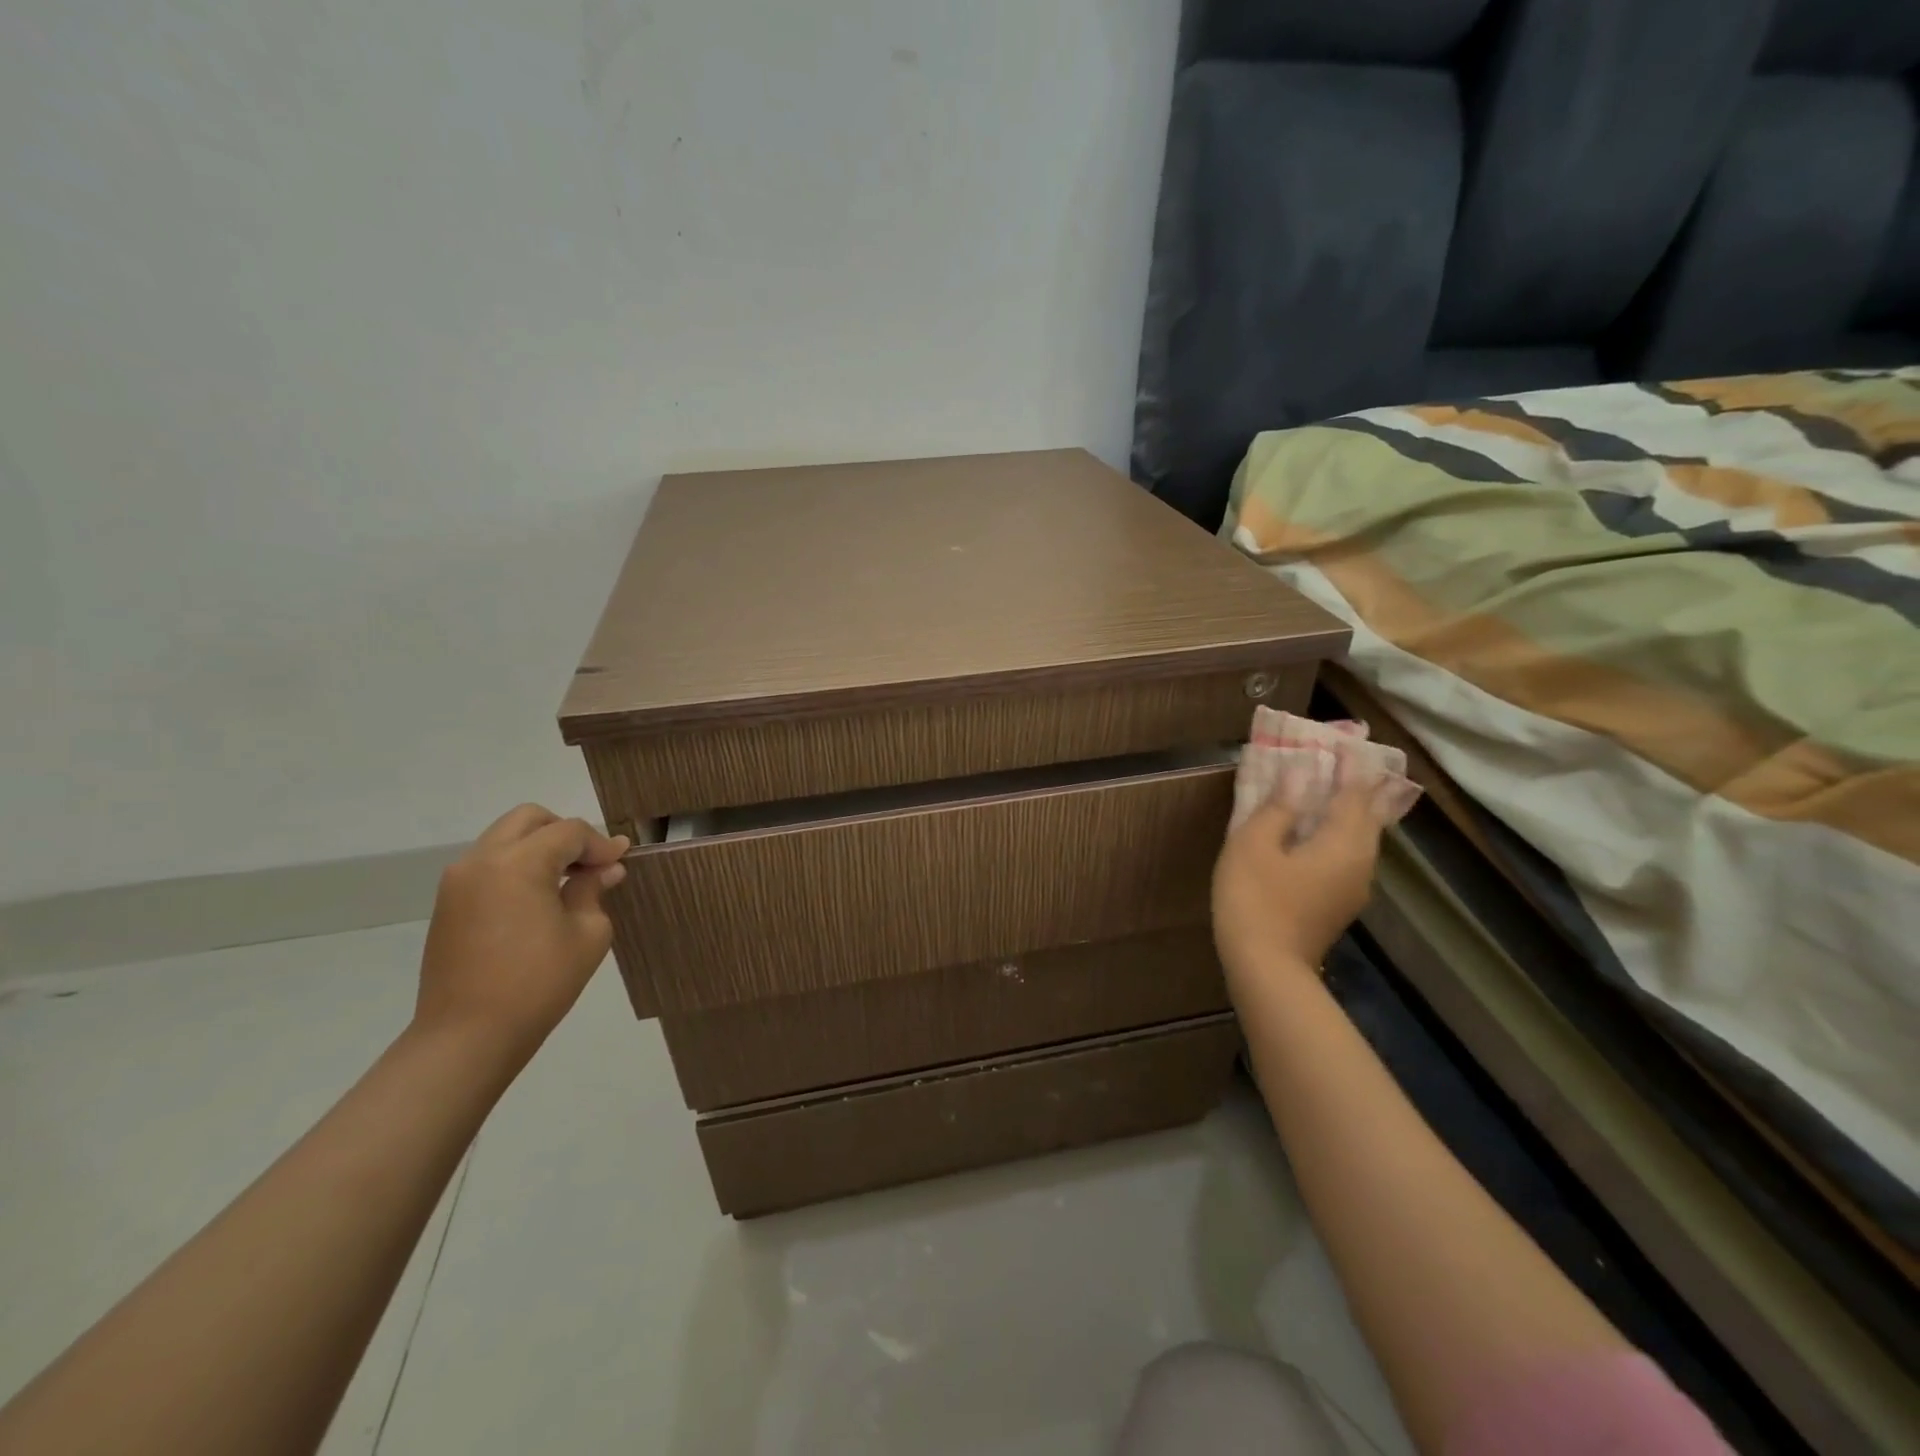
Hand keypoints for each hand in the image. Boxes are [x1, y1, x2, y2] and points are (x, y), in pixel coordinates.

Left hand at [415, 805, 631, 1061]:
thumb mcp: (587, 934)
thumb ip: (593, 891)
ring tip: (567, 881)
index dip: (600, 843)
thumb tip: (604, 870)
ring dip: (539, 848)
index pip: (568, 832)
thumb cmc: (538, 984)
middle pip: (529, 820)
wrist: (467, 1037)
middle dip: (565, 832)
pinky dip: (517, 866)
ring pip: (505, 838)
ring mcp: (458, 881)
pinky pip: (489, 864)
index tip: (621, 862)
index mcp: (518, 863)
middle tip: (591, 863)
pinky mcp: (448, 904)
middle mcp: (482, 860)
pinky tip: (539, 898)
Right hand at [1212, 757, 1385, 987]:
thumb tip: (1301, 773)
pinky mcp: (1337, 904)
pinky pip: (1344, 856)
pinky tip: (1313, 833)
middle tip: (1339, 761)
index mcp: (1345, 843)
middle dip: (1355, 786)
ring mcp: (1352, 888)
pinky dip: (1335, 834)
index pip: (1356, 792)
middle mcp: (1360, 863)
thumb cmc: (1255, 899)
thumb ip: (1279, 806)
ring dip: (1345, 811)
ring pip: (1358, 838)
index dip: (1351, 765)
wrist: (1265, 969)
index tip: (1344, 740)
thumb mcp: (1254, 844)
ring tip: (1326, 790)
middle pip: (1366, 816)